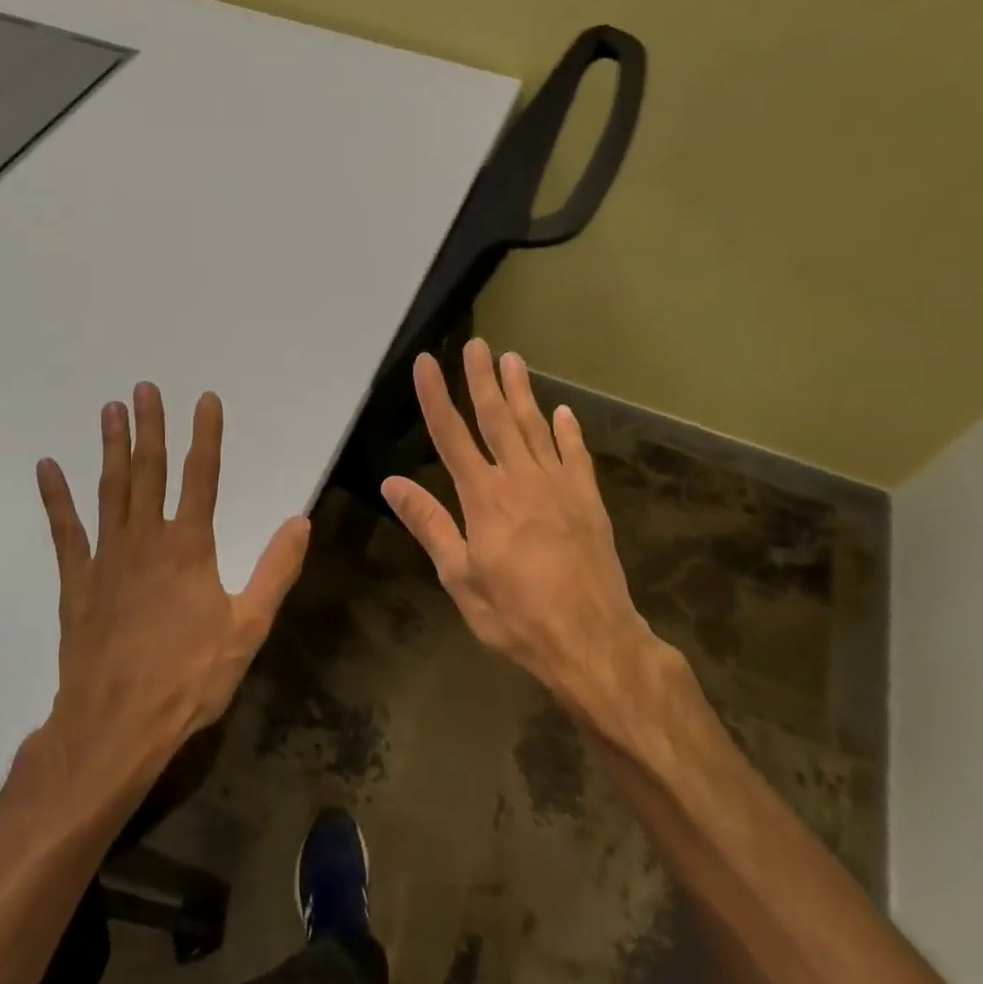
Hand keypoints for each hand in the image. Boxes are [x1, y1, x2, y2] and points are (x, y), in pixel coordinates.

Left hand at [35, 383, 310, 766]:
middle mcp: (146, 540)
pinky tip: (47, 468)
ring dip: (111, 447)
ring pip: (110, 489)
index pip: (202, 477)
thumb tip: (299, 521)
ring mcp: (106, 558)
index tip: (206, 399)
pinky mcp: (77, 581)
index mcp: (189, 547)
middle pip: (149, 471)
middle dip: (151, 427)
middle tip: (144, 388)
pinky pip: (65, 531)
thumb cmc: (189, 678)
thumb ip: (275, 571)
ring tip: (109, 410)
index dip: (207, 435)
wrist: (115, 726)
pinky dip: (56, 498)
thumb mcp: (247, 628)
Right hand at [382, 340, 673, 734]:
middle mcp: (520, 479)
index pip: (451, 435)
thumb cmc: (515, 615)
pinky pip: (576, 455)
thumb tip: (391, 483)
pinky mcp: (588, 499)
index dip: (436, 396)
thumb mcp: (459, 577)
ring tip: (513, 359)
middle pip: (497, 419)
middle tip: (476, 344)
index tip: (427, 362)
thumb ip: (429, 524)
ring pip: (536, 427)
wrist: (591, 639)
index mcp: (484, 498)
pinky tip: (563, 411)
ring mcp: (559, 486)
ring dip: (522, 392)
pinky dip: (569, 431)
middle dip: (482, 379)